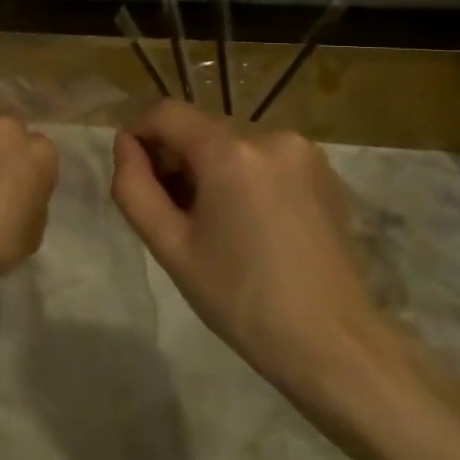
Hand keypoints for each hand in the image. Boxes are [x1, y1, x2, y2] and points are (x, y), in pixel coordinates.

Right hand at [110, 100, 402, 401]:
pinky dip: (244, 177)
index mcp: (231, 152)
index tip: (135, 176)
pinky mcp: (326, 173)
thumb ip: (134, 186)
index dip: (139, 135)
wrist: (334, 346)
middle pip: (201, 128)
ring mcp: (305, 152)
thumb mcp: (170, 246)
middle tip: (171, 213)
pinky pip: (265, 159)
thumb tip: (126, 145)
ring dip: (210, 169)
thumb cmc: (240, 299)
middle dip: (176, 158)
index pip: (166, 113)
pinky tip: (249, 224)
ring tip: (212, 223)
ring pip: (232, 144)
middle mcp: (272, 136)